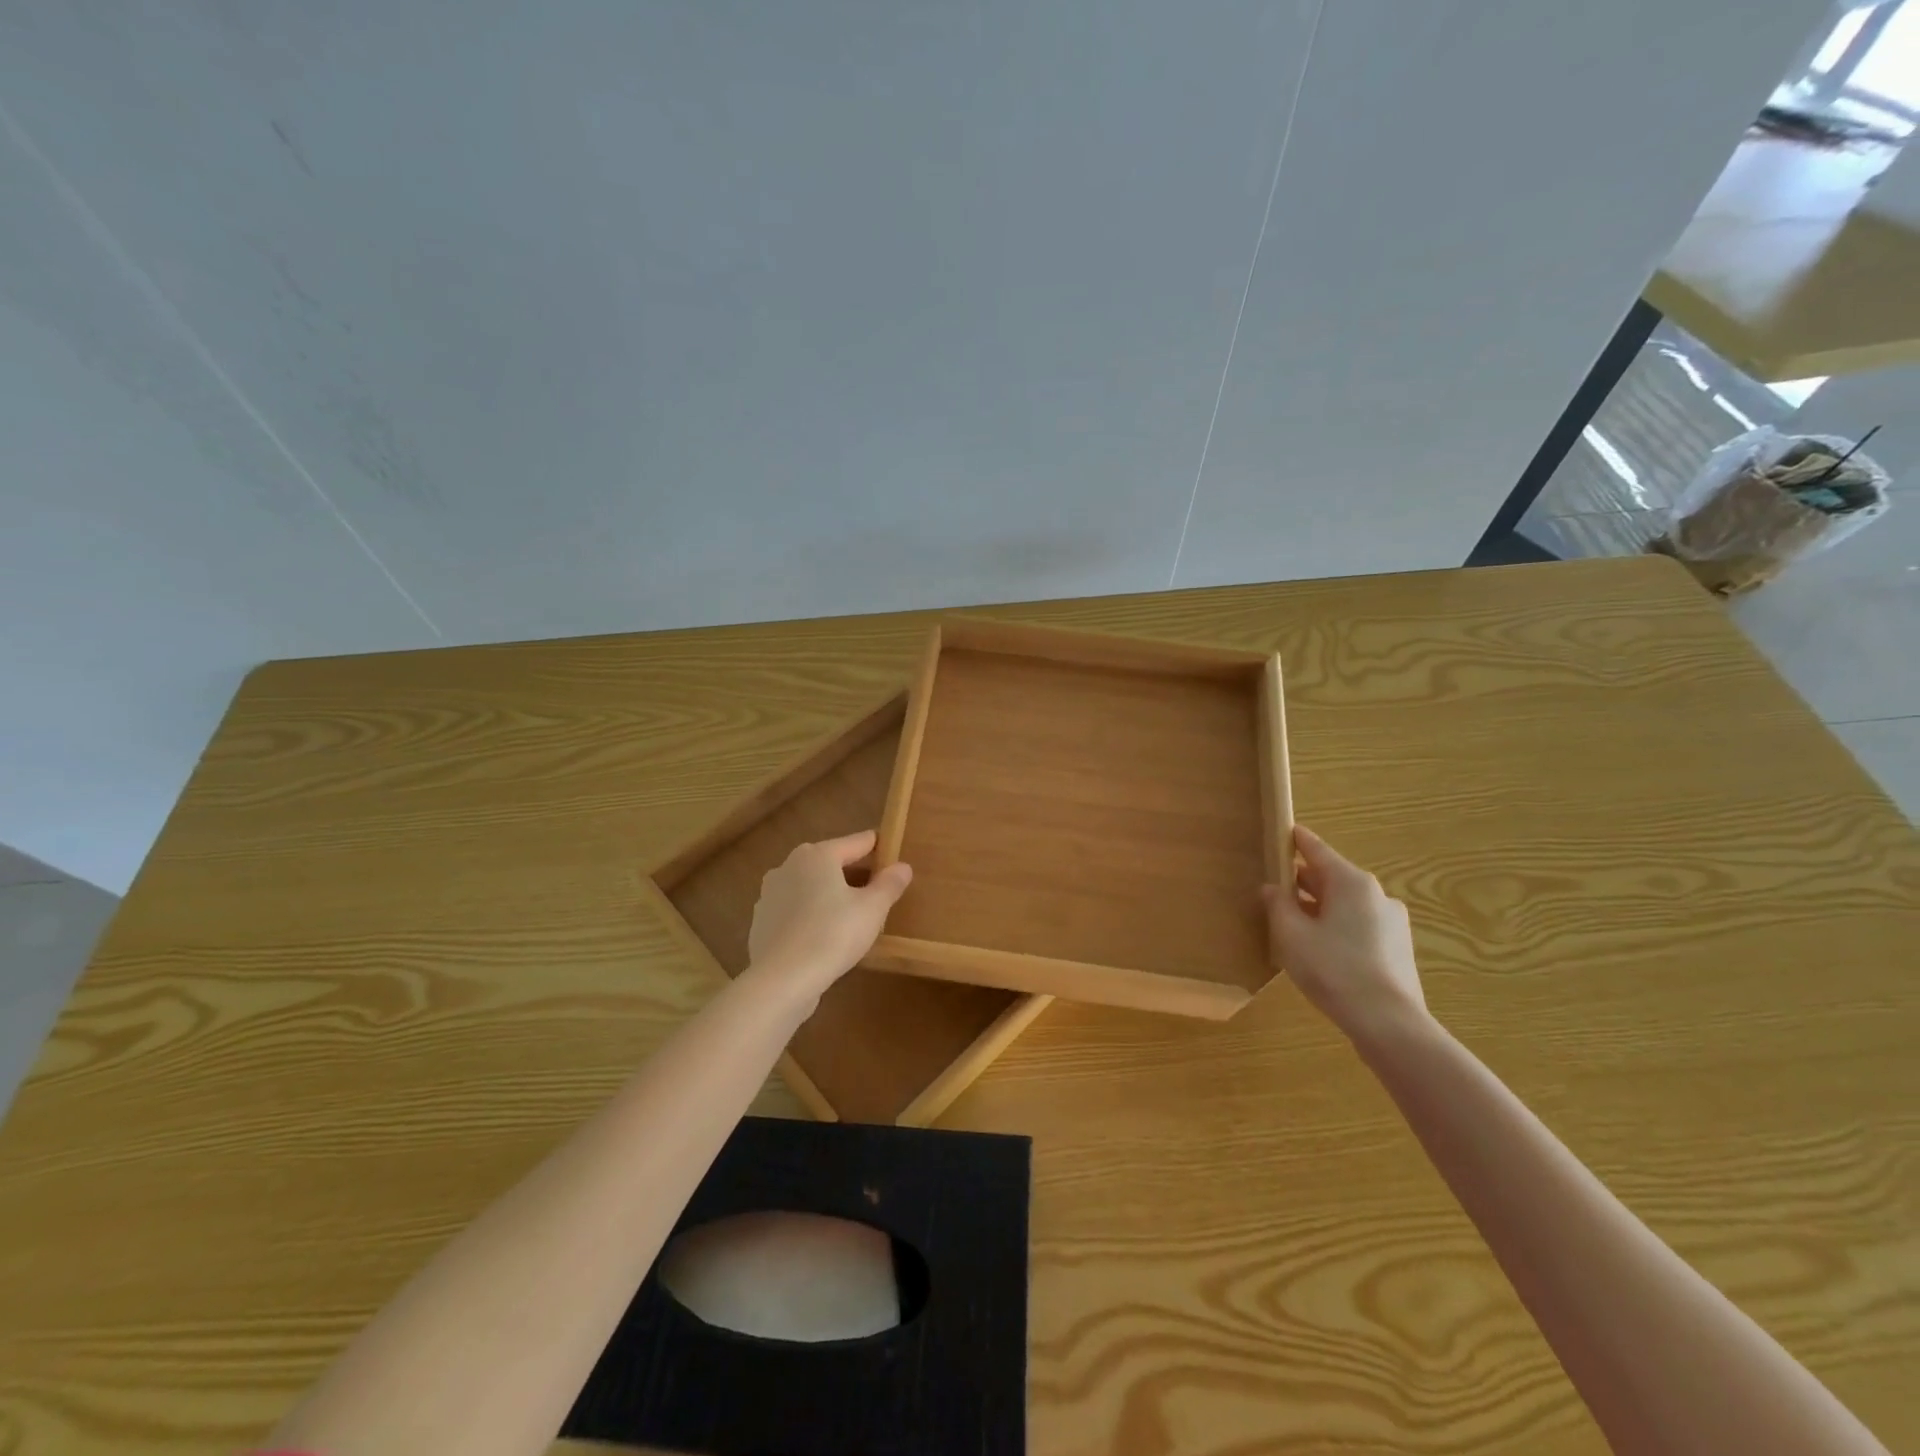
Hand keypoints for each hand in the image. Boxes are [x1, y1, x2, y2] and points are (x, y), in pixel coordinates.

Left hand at [747, 830, 912, 995]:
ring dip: (831, 895)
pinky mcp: (761, 921)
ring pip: (811, 887)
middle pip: (831, 863)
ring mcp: (770, 894)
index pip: (857, 842)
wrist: (781, 980)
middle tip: (879, 891)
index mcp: (818, 855)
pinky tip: (825, 936)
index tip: (894, 854)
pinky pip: (795, 910)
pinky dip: (811, 915)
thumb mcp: (872, 909)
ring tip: (853, 915)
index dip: (879, 847)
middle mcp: (789, 865)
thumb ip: (890, 884)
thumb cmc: (832, 934)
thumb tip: (903, 866)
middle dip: (855, 874)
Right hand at [1264, 825, 1428, 1045]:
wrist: (1388, 1022)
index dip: (1297, 840)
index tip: (1284, 830)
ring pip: (1346, 904)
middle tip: (1276, 884)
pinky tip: (1319, 948)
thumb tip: (1273, 888)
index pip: (1317, 850)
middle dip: (1304, 880)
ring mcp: (1392, 922)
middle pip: (1332, 877)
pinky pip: (1359, 925)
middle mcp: (1376, 895)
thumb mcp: (1291, 934)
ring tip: (1293, 922)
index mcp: (1351, 883)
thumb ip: (1278, 904)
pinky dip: (1337, 926)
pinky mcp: (1397, 948)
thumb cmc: (1333, 969)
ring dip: (1319, 907)